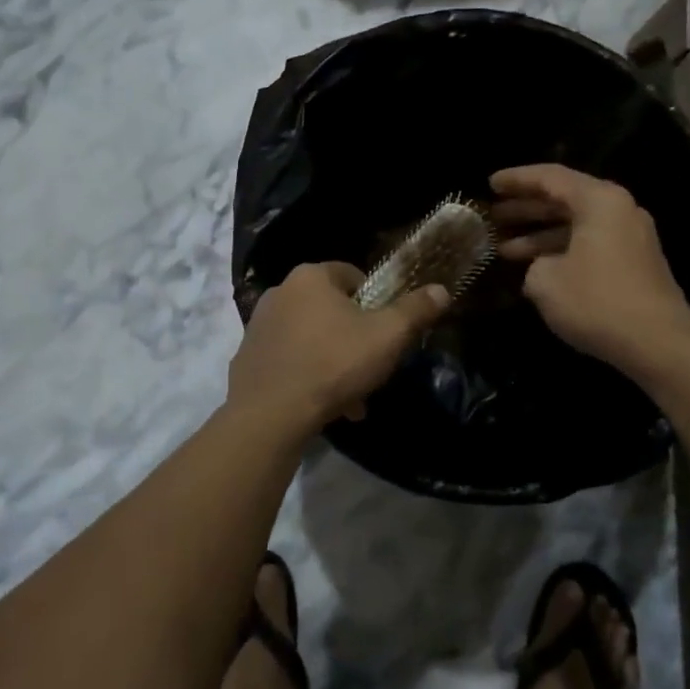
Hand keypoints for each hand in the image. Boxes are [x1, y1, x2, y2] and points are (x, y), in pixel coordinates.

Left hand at [227, 263, 449, 435]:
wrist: (270, 414)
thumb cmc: (334, 363)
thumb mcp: (388, 336)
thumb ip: (416, 310)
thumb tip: (441, 290)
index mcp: (311, 277)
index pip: (353, 275)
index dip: (376, 301)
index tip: (386, 330)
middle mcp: (280, 292)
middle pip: (331, 308)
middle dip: (354, 336)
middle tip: (372, 366)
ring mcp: (259, 325)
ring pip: (311, 337)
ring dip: (333, 360)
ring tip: (351, 396)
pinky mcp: (247, 358)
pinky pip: (289, 359)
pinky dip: (307, 375)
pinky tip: (322, 404)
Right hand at [491, 164, 689, 383]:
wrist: (658, 342)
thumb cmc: (597, 301)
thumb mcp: (545, 281)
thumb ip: (534, 264)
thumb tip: (542, 267)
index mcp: (599, 200)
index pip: (550, 177)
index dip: (516, 180)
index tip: (490, 184)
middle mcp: (619, 209)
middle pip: (565, 199)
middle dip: (526, 208)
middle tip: (493, 216)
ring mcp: (630, 237)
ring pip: (576, 226)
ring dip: (541, 235)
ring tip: (504, 249)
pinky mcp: (634, 263)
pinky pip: (590, 245)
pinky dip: (562, 250)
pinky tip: (536, 269)